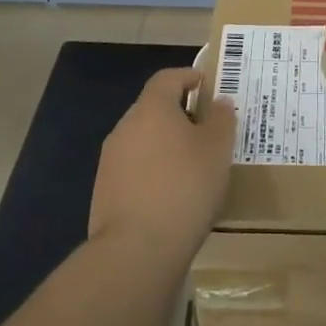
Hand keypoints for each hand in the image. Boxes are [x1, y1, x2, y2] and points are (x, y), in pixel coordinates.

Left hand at [88, 68, 236, 264]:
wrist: (137, 249)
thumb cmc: (185, 187)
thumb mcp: (217, 150)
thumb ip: (221, 119)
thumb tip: (218, 101)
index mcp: (151, 109)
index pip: (167, 78)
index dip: (188, 76)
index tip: (208, 86)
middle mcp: (125, 127)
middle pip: (153, 109)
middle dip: (180, 115)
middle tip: (207, 131)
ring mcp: (110, 160)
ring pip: (143, 140)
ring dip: (166, 146)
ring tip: (193, 167)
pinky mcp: (105, 191)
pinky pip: (134, 169)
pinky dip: (153, 172)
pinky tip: (172, 195)